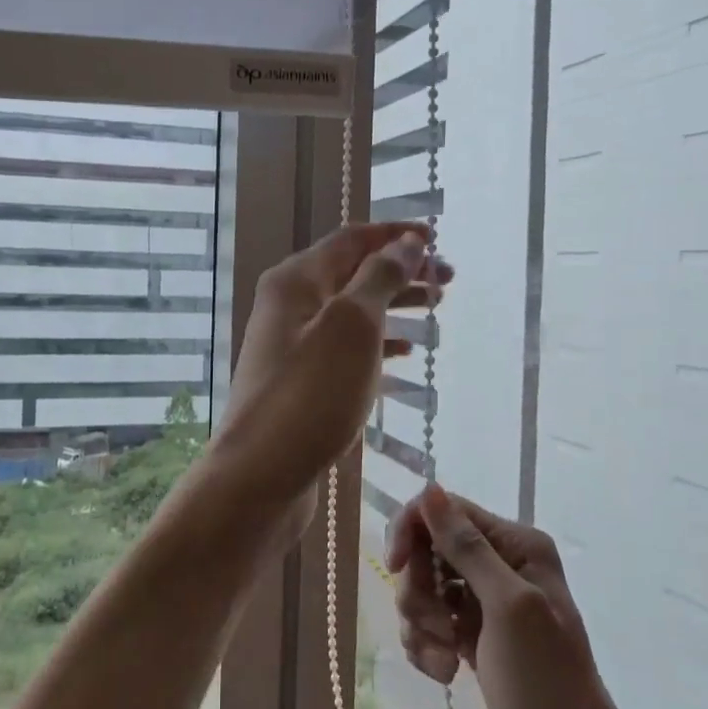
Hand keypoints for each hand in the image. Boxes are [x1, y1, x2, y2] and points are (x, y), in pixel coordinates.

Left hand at [204, 222, 451, 515]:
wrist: (260, 474)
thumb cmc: (310, 393)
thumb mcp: (352, 326)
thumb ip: (380, 278)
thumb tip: (404, 243)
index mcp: (296, 280)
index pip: (352, 239)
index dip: (395, 234)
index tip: (437, 240)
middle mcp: (289, 304)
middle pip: (353, 273)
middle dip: (401, 271)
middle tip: (448, 282)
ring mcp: (292, 344)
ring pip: (351, 311)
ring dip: (393, 306)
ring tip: (435, 312)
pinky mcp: (299, 380)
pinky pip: (344, 347)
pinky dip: (376, 343)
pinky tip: (404, 354)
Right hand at [386, 485, 634, 708]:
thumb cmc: (547, 682)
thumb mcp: (508, 608)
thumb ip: (467, 547)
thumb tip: (430, 489)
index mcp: (515, 544)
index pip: (444, 510)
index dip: (412, 531)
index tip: (397, 568)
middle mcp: (499, 563)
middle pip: (427, 549)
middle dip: (418, 589)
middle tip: (435, 629)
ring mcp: (483, 600)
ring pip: (422, 587)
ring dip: (421, 624)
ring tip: (444, 661)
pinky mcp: (470, 633)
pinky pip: (427, 621)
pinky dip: (425, 645)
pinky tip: (444, 673)